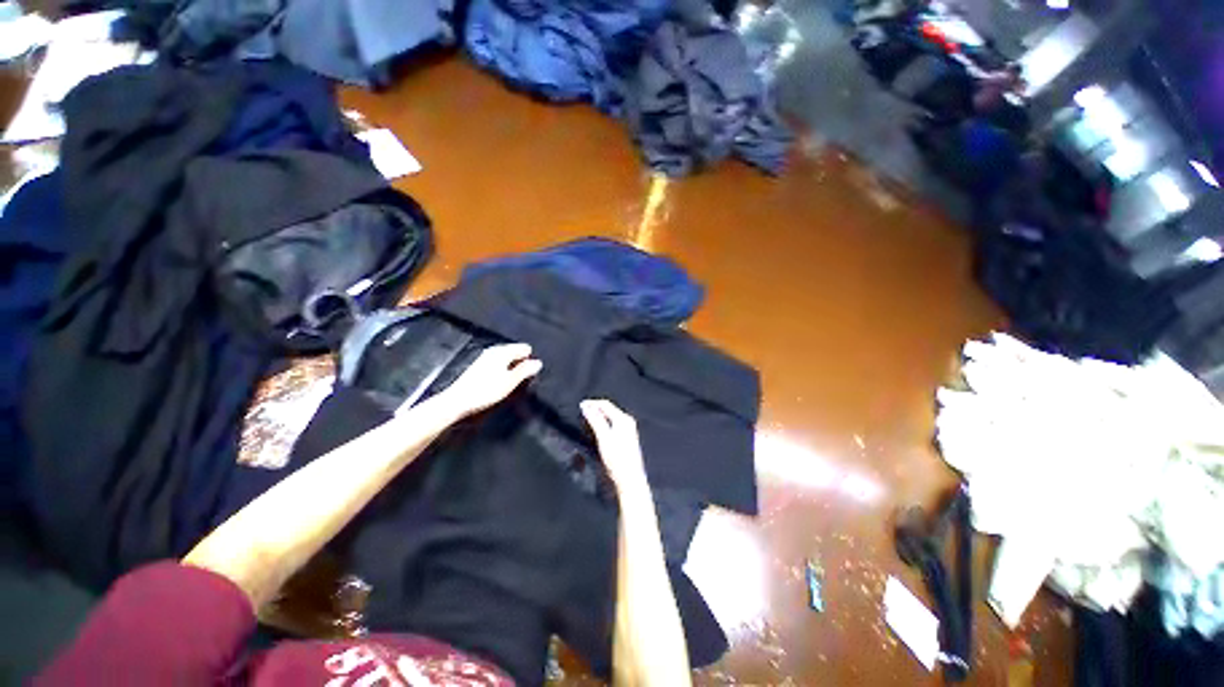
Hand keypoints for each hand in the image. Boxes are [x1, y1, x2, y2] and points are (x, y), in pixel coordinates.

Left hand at [431, 343, 541, 418]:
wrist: (457, 401)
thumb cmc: (486, 390)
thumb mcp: (510, 382)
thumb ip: (525, 371)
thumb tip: (538, 362)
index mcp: (503, 351)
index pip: (524, 348)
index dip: (530, 359)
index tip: (531, 373)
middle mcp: (494, 350)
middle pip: (514, 352)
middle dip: (521, 362)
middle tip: (524, 378)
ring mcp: (485, 357)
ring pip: (506, 357)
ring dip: (512, 367)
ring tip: (513, 381)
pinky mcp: (479, 365)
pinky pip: (497, 363)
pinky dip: (503, 369)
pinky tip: (501, 381)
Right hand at [581, 399, 649, 497]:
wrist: (630, 479)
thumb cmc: (617, 459)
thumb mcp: (604, 437)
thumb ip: (595, 420)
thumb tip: (586, 407)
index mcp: (623, 419)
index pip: (606, 404)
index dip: (592, 403)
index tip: (580, 405)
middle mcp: (627, 421)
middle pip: (609, 409)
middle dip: (596, 408)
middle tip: (582, 411)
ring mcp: (628, 429)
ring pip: (611, 416)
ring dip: (599, 415)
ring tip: (587, 418)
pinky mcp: (627, 437)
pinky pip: (613, 423)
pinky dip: (604, 422)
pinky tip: (598, 428)